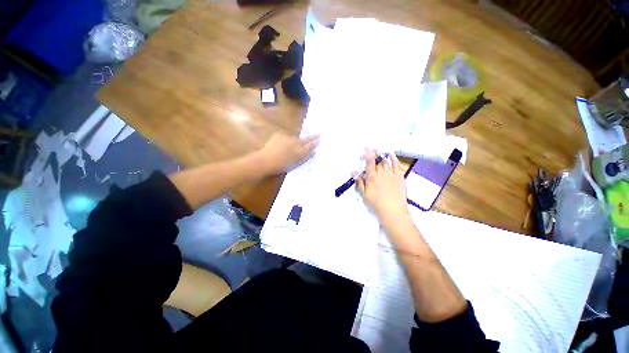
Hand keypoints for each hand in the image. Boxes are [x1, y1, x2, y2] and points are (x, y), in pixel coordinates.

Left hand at [258, 132, 318, 174]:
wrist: (265, 160)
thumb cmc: (280, 166)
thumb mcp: (295, 164)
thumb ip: (305, 157)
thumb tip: (313, 152)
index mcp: (300, 151)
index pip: (311, 145)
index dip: (316, 142)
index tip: (320, 139)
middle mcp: (296, 142)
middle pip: (306, 139)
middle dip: (313, 136)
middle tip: (319, 133)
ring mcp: (288, 137)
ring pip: (296, 137)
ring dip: (299, 138)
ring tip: (298, 140)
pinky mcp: (280, 134)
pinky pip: (287, 135)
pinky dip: (288, 138)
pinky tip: (285, 142)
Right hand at [356, 149, 409, 222]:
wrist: (393, 211)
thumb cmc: (376, 204)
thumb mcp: (364, 194)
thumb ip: (359, 182)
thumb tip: (353, 172)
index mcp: (372, 178)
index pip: (369, 162)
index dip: (367, 154)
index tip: (366, 147)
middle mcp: (382, 173)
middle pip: (377, 160)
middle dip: (374, 153)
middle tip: (371, 148)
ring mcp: (391, 174)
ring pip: (386, 161)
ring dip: (381, 154)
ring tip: (378, 149)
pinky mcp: (399, 177)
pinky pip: (396, 164)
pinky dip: (393, 158)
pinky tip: (390, 154)